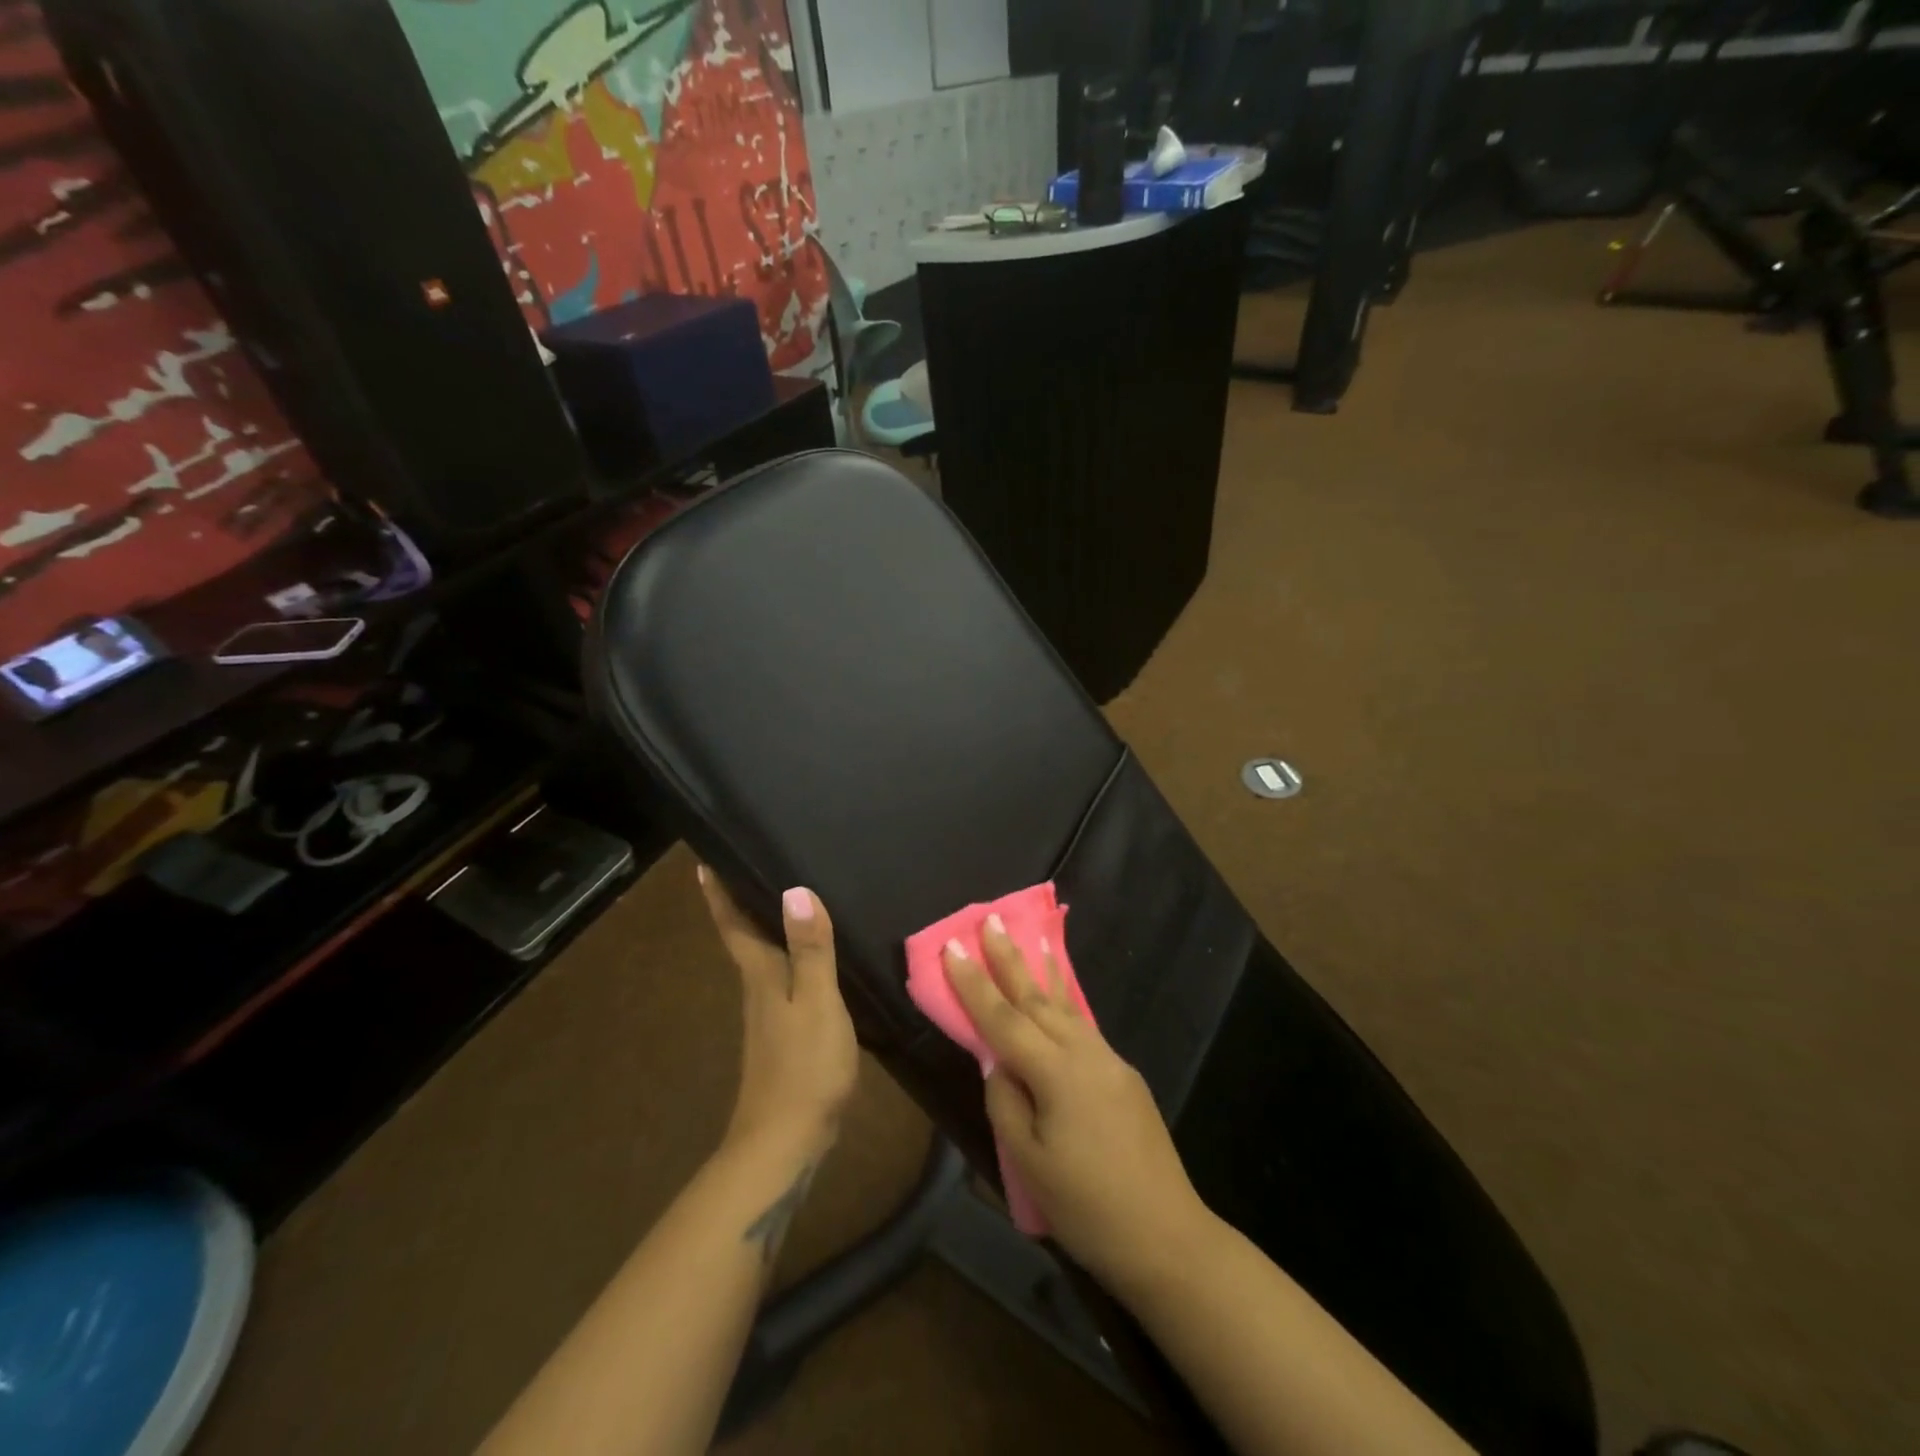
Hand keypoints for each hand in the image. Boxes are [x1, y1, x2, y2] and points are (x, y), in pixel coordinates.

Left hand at [699, 867, 859, 1162]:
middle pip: (745, 937)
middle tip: (749, 864)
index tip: (703, 862)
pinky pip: (783, 980)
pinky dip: (789, 957)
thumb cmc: (804, 1066)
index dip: (719, 893)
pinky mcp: (784, 1035)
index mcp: (761, 975)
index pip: (734, 924)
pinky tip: (808, 957)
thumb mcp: (817, 1001)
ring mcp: (769, 1015)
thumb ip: (810, 949)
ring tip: (783, 899)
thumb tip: (796, 890)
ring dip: (766, 927)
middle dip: (741, 902)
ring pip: (763, 958)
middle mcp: (758, 988)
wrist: (786, 1142)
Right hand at [943, 920, 1208, 1285]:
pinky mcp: (1125, 1077)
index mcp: (1056, 1072)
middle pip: (1037, 998)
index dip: (973, 983)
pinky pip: (1084, 1027)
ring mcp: (1110, 1062)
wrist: (1169, 1238)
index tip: (952, 946)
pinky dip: (1066, 1003)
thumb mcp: (1029, 1163)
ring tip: (1030, 940)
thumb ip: (1006, 1103)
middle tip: (991, 919)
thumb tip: (999, 1066)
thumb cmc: (1088, 1208)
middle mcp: (1085, 1053)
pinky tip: (1060, 999)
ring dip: (1042, 973)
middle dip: (1010, 959)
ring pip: (1067, 1007)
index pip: (1003, 1018)